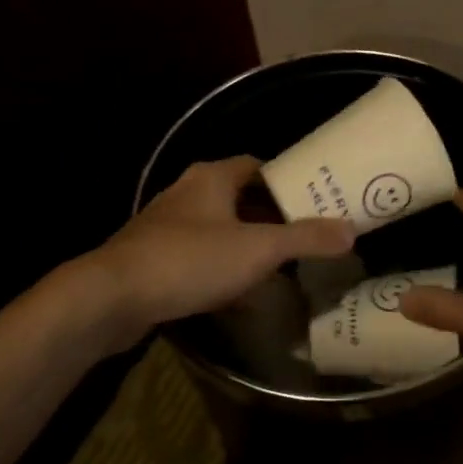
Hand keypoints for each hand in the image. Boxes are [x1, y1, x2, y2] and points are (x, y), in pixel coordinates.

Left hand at [91, 156, 356, 343]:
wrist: (111, 297)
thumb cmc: (190, 260)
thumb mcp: (257, 249)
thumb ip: (305, 239)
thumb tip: (351, 231)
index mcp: (212, 178)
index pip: (256, 165)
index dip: (285, 180)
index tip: (312, 201)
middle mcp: (187, 193)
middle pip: (238, 197)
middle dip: (269, 216)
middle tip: (302, 236)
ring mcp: (165, 226)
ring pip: (217, 228)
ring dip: (244, 244)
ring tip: (277, 266)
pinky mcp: (152, 257)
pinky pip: (198, 256)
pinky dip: (220, 268)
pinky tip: (237, 295)